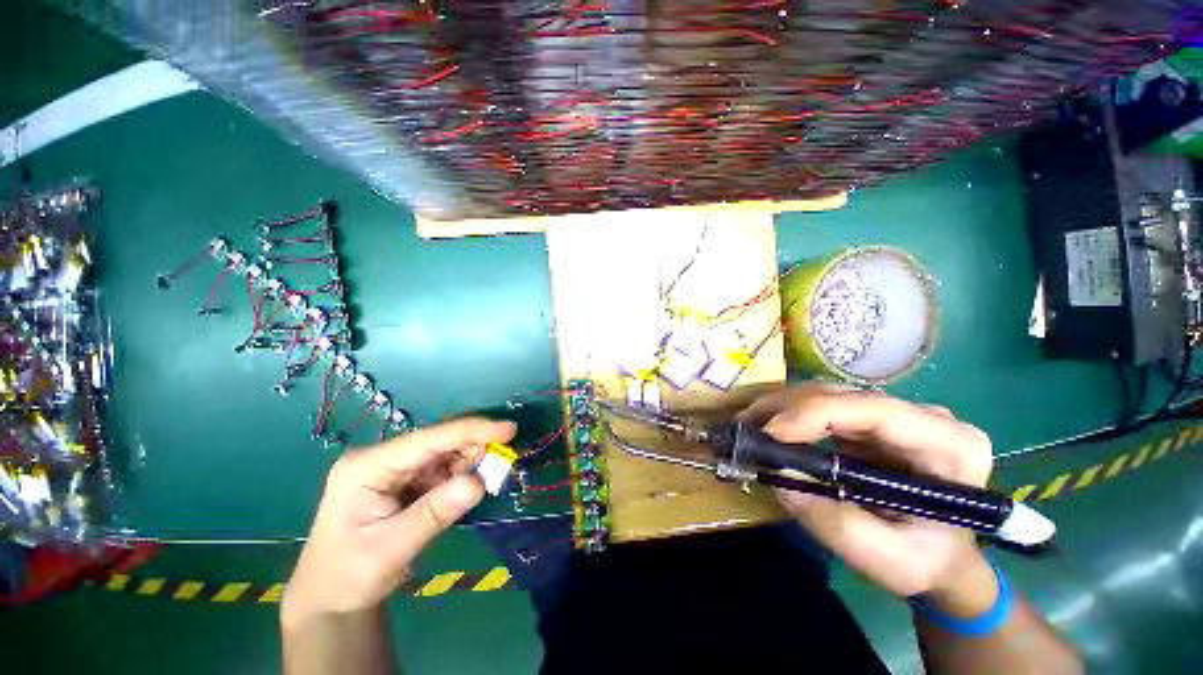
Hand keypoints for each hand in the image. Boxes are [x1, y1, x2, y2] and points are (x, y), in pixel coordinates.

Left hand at [282, 418, 515, 623]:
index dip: (471, 431)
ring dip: (471, 461)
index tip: (508, 429)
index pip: (428, 440)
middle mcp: (383, 459)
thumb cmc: (349, 576)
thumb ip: (434, 514)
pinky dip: (463, 475)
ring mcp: (394, 469)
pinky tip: (473, 483)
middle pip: (439, 442)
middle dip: (474, 446)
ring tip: (492, 473)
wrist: (331, 597)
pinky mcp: (406, 481)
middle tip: (505, 457)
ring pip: (445, 454)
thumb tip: (479, 483)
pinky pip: (443, 470)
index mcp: (368, 467)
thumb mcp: (390, 550)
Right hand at [745, 384, 993, 601]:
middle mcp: (925, 417)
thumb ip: (835, 522)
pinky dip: (790, 414)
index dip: (814, 414)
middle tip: (746, 427)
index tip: (769, 434)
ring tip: (750, 425)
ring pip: (829, 394)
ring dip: (783, 407)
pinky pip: (824, 405)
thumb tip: (778, 475)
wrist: (942, 558)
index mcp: (949, 445)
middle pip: (844, 396)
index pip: (874, 410)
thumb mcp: (886, 559)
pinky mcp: (872, 420)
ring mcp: (897, 414)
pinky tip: (768, 426)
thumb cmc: (926, 562)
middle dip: (788, 408)